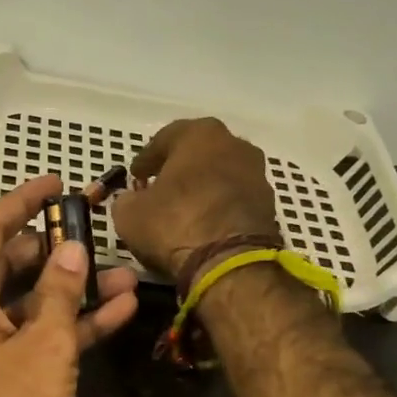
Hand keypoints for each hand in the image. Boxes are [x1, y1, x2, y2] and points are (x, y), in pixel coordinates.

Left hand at [0, 175, 139, 396]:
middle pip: (13, 262)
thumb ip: (57, 291)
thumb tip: (70, 247)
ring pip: (34, 300)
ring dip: (74, 288)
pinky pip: (43, 334)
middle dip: (56, 246)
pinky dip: (75, 323)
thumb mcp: (41, 345)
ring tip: (124, 273)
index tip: (55, 182)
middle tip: (99, 227)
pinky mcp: (13, 373)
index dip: (21, 201)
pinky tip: (119, 310)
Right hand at [112, 118, 280, 275]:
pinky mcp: (269, 204)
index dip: (146, 160)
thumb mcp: (129, 213)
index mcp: (200, 134)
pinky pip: (234, 198)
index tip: (135, 177)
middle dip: (178, 169)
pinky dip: (218, 206)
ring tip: (182, 210)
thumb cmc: (174, 224)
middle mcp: (234, 144)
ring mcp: (257, 173)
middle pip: (198, 153)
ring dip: (201, 187)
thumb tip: (132, 199)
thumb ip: (127, 199)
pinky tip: (203, 224)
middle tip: (159, 188)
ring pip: (219, 174)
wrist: (229, 262)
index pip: (165, 139)